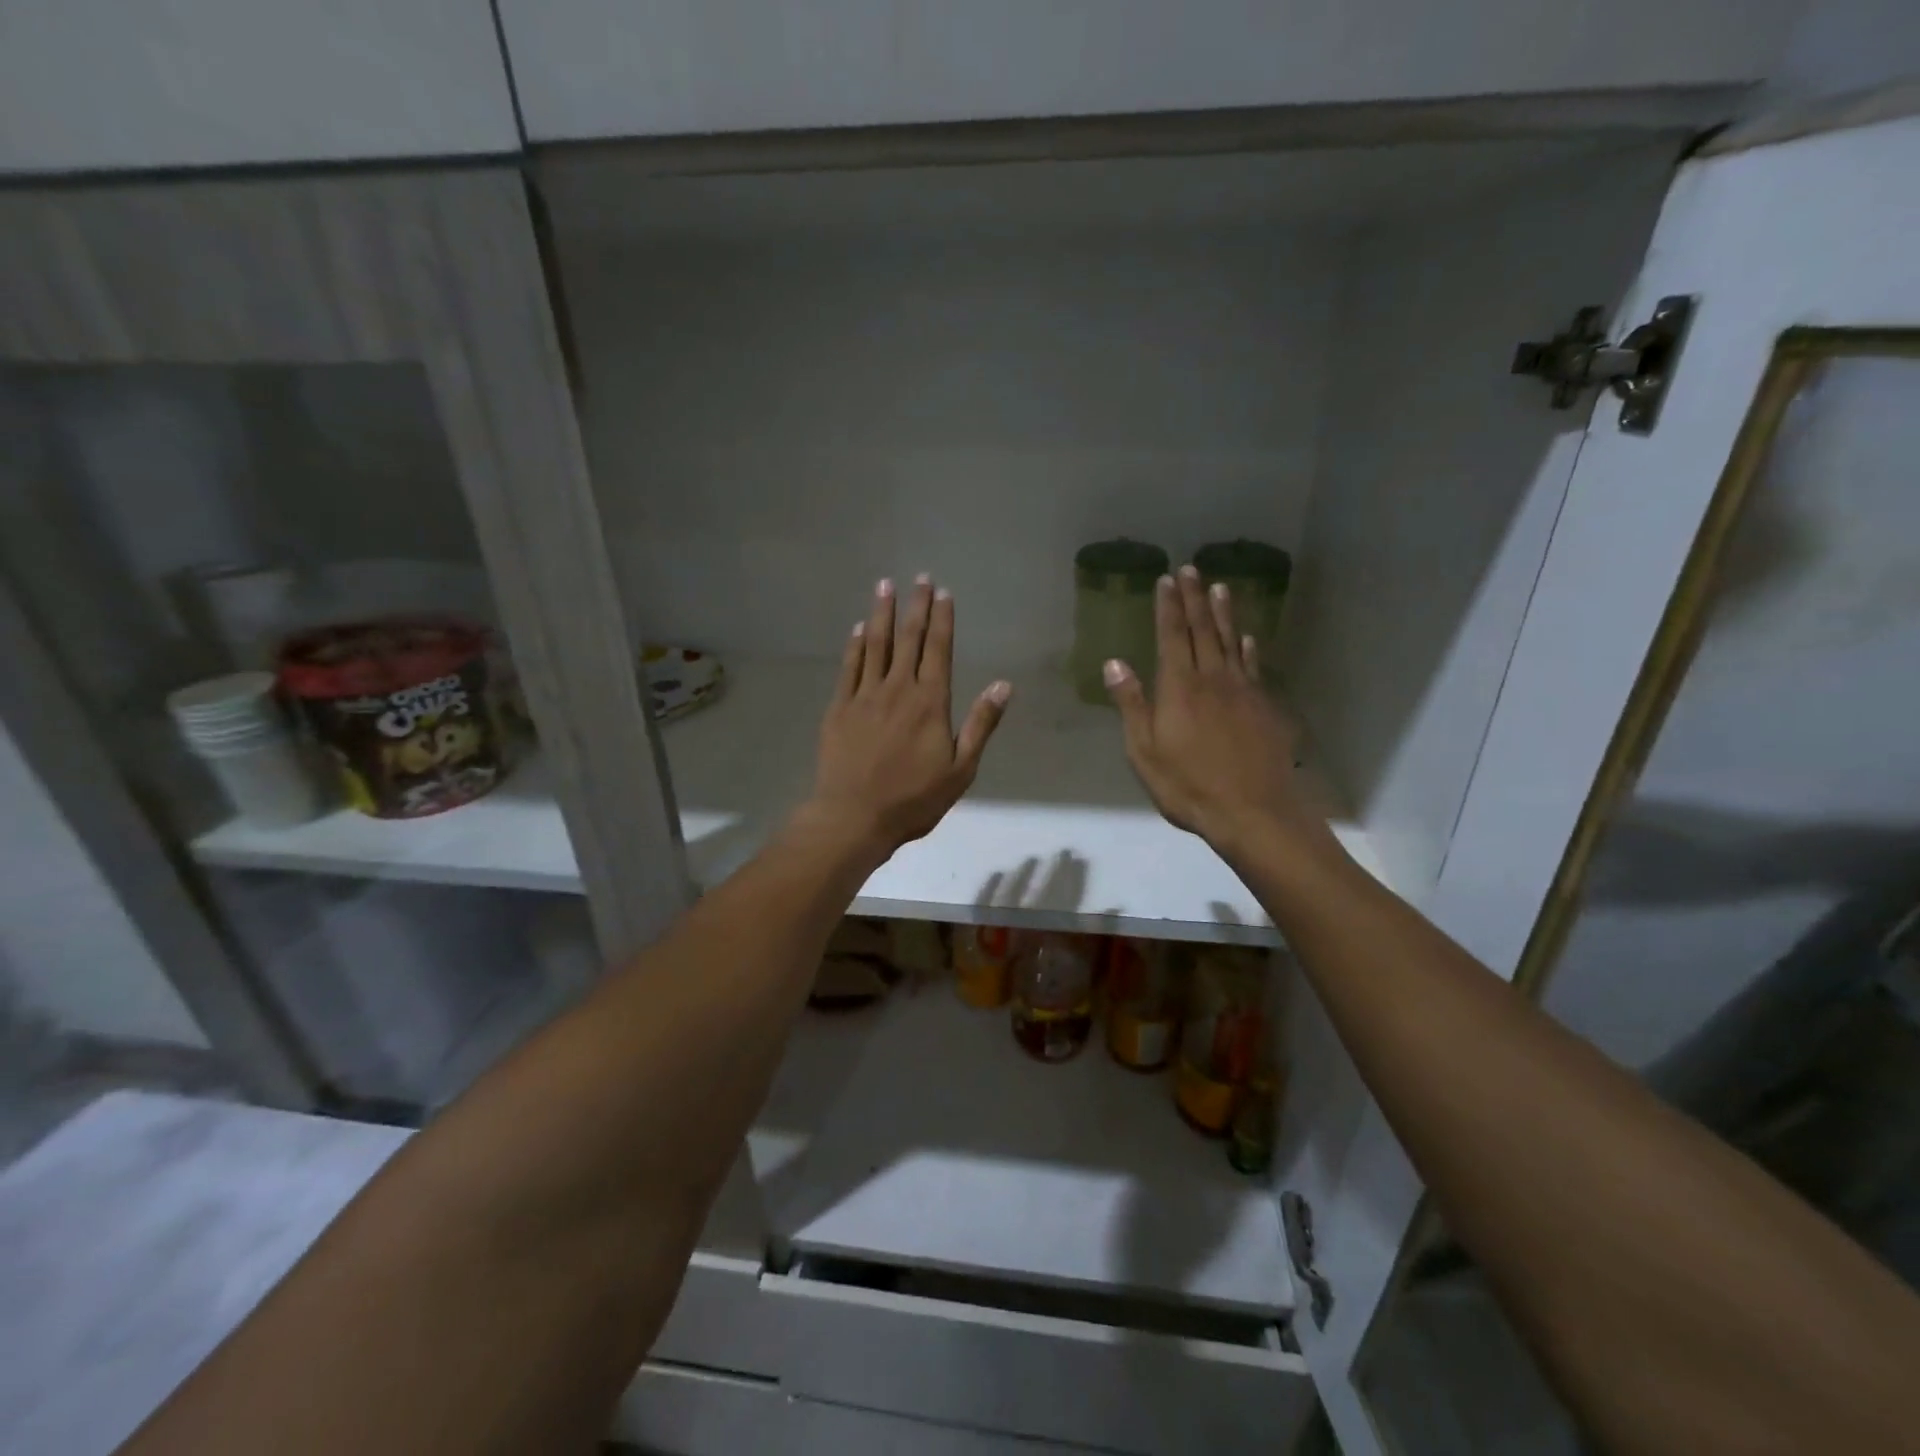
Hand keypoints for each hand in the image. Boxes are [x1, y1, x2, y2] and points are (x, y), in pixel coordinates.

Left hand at [801, 575, 1011, 859]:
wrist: (854, 817)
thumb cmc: (914, 799)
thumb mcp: (961, 769)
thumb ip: (981, 724)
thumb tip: (1003, 685)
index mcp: (930, 703)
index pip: (938, 650)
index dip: (942, 620)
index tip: (944, 593)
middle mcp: (898, 689)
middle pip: (908, 639)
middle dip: (916, 606)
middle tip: (920, 577)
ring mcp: (865, 696)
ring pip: (876, 645)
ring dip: (882, 613)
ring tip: (885, 585)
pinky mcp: (839, 707)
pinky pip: (849, 667)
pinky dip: (855, 645)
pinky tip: (858, 628)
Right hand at [1105, 566, 1328, 865]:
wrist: (1252, 811)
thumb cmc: (1188, 785)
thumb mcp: (1145, 751)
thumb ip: (1132, 705)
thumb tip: (1115, 663)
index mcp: (1179, 688)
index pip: (1172, 637)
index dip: (1169, 607)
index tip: (1167, 579)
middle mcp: (1213, 679)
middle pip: (1203, 631)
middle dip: (1194, 599)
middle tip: (1191, 569)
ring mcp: (1243, 691)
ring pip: (1231, 642)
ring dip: (1224, 614)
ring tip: (1220, 587)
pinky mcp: (1264, 708)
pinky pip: (1254, 667)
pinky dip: (1249, 648)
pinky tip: (1248, 638)